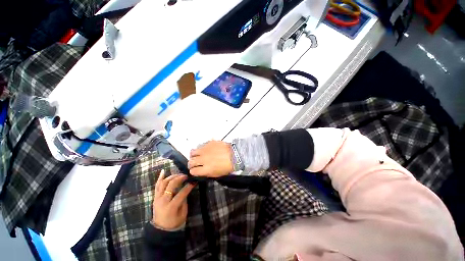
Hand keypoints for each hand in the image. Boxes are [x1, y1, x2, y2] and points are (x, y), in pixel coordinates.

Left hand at [152, 170, 195, 229]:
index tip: (194, 181)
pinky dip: (160, 178)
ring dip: (172, 177)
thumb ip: (184, 199)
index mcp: (172, 206)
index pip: (182, 193)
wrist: (161, 229)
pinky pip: (157, 186)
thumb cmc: (175, 222)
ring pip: (163, 183)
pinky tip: (164, 171)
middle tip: (186, 176)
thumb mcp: (183, 212)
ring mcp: (157, 198)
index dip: (189, 186)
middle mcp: (163, 201)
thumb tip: (187, 188)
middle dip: (180, 178)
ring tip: (179, 175)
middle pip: (171, 185)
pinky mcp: (155, 197)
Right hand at [188, 141, 233, 177]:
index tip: (195, 170)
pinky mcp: (209, 143)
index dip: (193, 171)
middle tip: (194, 163)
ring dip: (193, 155)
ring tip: (197, 155)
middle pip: (191, 162)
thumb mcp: (217, 174)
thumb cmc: (228, 166)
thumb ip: (206, 173)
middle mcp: (203, 159)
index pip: (192, 171)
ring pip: (192, 152)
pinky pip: (201, 145)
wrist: (235, 154)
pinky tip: (205, 150)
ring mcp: (205, 150)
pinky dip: (201, 148)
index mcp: (206, 169)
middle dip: (191, 164)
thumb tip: (201, 171)